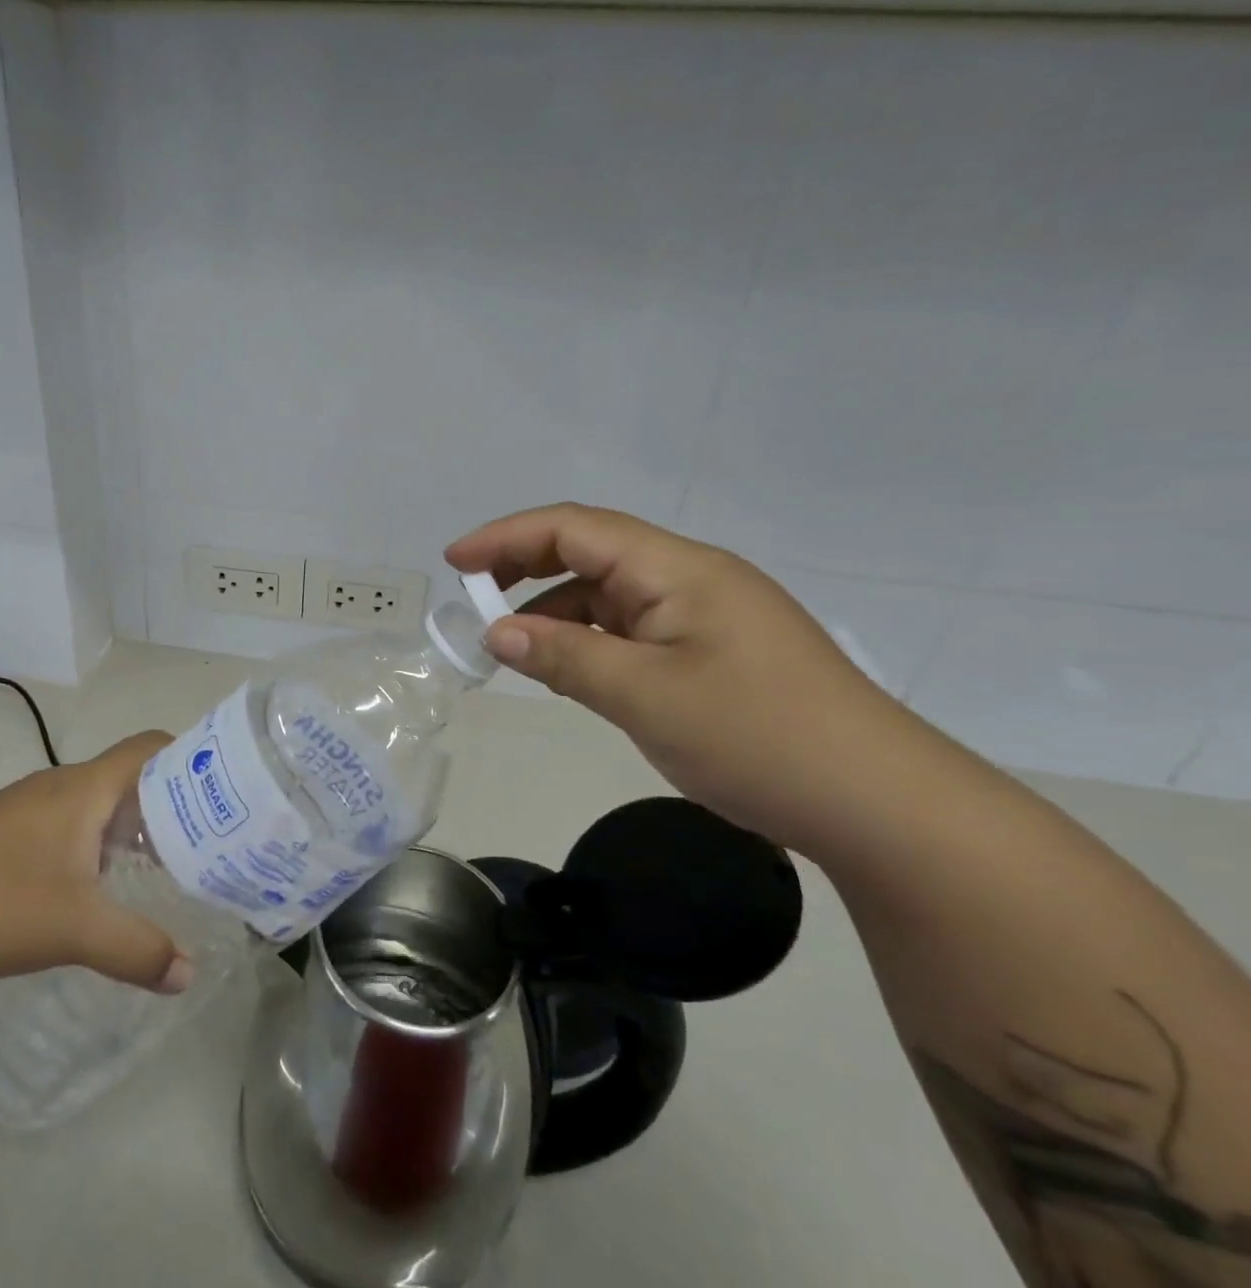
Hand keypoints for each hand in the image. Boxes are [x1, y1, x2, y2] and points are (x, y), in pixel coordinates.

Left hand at [0, 732, 193, 996]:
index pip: (151, 746)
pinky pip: (72, 826)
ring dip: (133, 829)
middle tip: (208, 844)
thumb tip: (188, 973)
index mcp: (84, 787)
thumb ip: (137, 949)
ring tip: (165, 870)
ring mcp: (29, 810)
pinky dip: (99, 846)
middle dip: (171, 805)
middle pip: (131, 777)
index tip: (224, 793)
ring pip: (99, 805)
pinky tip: (100, 891)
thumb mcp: (74, 929)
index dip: (191, 758)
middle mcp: (60, 786)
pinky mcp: (6, 837)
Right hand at [446, 504, 923, 852]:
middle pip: (591, 551)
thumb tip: (497, 633)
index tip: (454, 563)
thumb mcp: (644, 696)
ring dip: (557, 610)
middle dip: (525, 566)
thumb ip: (564, 657)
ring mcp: (705, 615)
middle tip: (474, 598)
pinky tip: (569, 669)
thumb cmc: (759, 737)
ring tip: (512, 646)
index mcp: (678, 568)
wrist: (880, 805)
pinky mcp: (713, 651)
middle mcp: (691, 577)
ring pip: (610, 594)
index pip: (575, 529)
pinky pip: (633, 629)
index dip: (507, 537)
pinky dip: (590, 640)